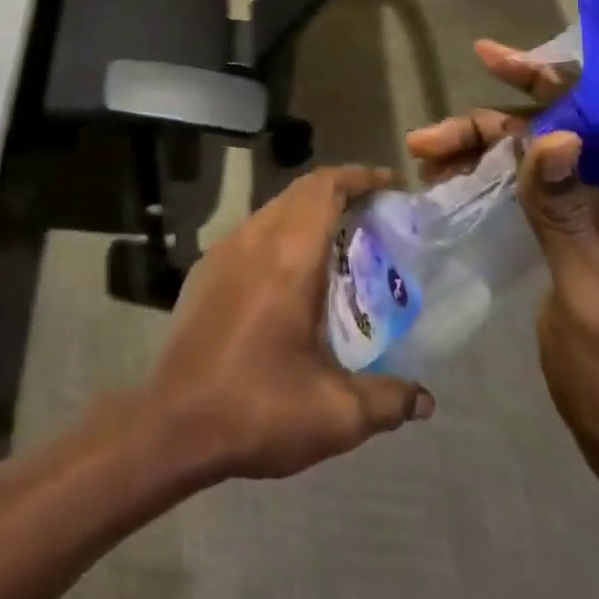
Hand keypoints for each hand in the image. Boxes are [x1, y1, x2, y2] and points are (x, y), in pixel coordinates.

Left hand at [146, 164, 434, 480]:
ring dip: (307, 214)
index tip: (389, 185)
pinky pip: (251, 234)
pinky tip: (295, 276)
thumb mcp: (336, 415)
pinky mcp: (205, 271)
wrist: (174, 420)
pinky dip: (281, 235)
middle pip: (298, 193)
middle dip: (338, 193)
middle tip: (376, 217)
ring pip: (272, 211)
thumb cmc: (258, 409)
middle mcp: (252, 241)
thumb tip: (424, 398)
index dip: (356, 178)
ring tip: (342, 245)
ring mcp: (222, 253)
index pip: (322, 189)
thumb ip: (387, 400)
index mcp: (286, 259)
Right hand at [407, 41, 598, 489]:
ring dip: (483, 154)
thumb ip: (567, 217)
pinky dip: (491, 184)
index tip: (490, 57)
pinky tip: (454, 188)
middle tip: (426, 141)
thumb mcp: (593, 302)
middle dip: (490, 128)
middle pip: (557, 139)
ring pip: (538, 166)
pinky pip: (533, 198)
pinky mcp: (580, 253)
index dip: (549, 82)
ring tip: (427, 161)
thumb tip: (552, 136)